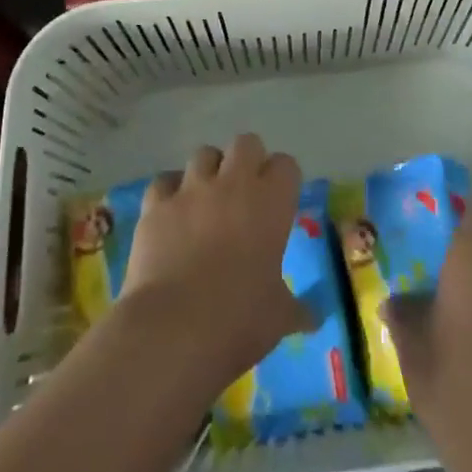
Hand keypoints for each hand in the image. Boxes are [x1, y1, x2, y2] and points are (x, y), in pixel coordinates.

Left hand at [120, 134, 310, 388]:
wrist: (174, 328)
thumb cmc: (239, 319)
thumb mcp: (279, 318)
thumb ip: (298, 309)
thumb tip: (315, 317)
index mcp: (271, 203)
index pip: (286, 165)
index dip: (283, 180)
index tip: (280, 202)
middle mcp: (233, 184)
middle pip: (246, 143)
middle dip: (247, 160)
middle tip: (245, 192)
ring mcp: (191, 190)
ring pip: (203, 154)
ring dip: (208, 171)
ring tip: (206, 199)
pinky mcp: (156, 204)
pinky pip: (164, 181)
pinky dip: (169, 191)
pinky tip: (171, 212)